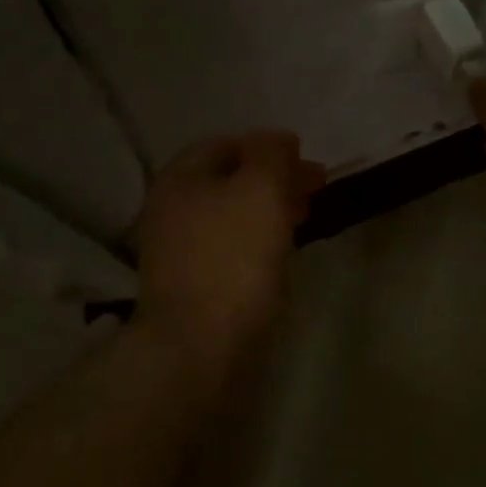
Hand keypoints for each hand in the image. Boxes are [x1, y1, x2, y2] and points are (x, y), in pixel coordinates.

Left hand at [136, 130, 326, 381]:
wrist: (199, 347)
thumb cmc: (233, 257)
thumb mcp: (262, 188)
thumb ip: (272, 154)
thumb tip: (279, 140)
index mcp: (180, 178)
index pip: (227, 144)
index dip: (268, 146)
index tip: (305, 161)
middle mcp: (171, 209)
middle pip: (229, 180)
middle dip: (274, 179)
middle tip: (314, 189)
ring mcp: (177, 251)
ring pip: (231, 216)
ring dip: (268, 210)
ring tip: (304, 220)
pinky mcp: (192, 286)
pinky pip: (229, 248)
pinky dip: (257, 241)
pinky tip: (280, 254)